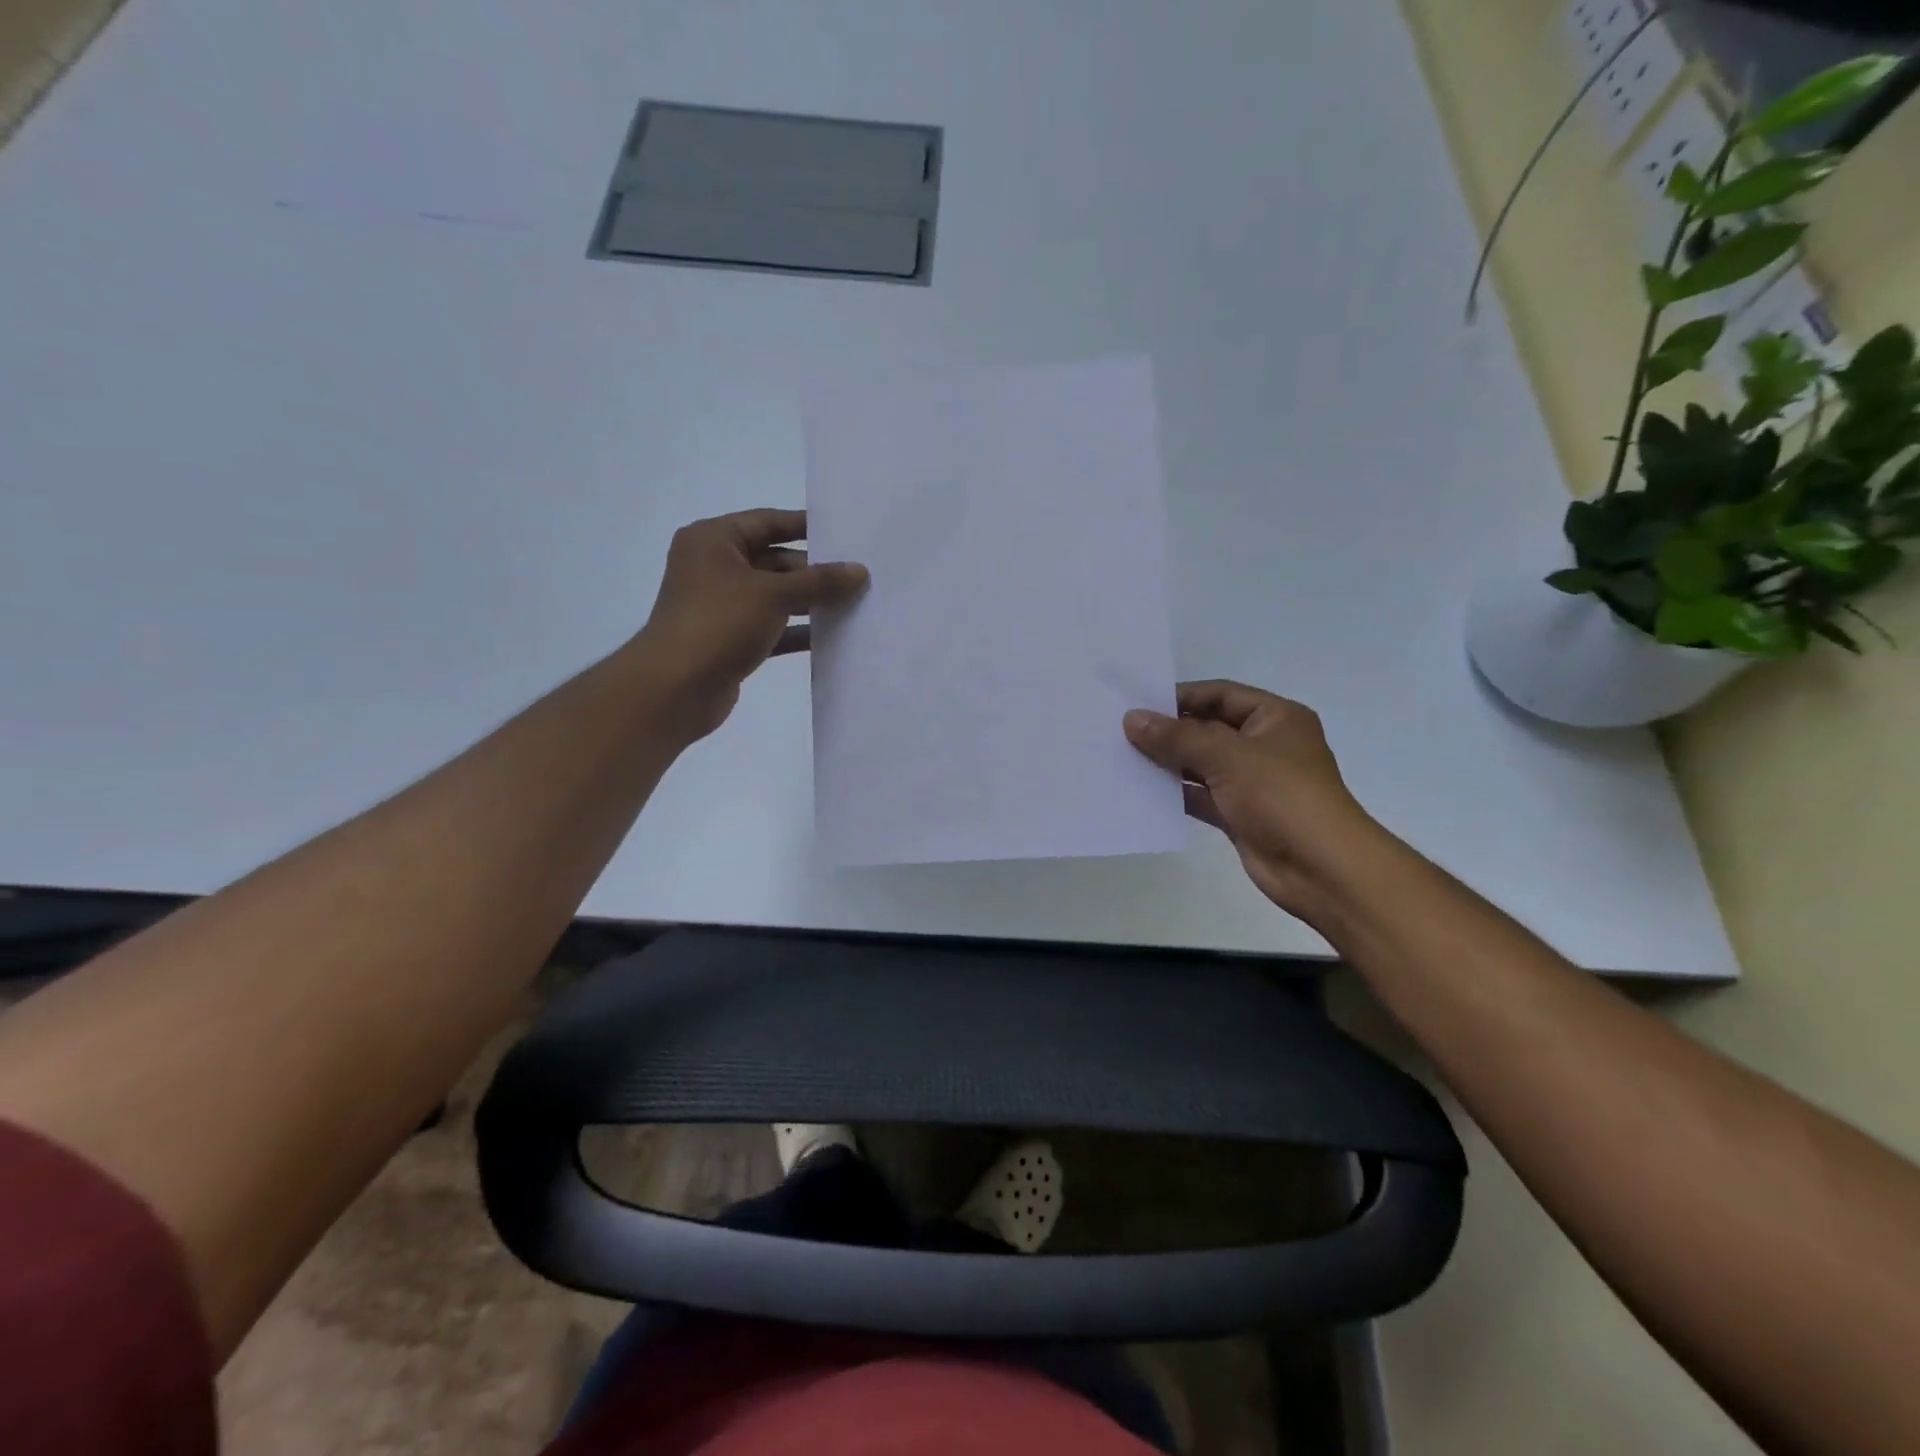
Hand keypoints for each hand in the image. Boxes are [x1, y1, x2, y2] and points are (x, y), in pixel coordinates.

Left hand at [634, 508, 867, 737]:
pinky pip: (772, 626)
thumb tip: (859, 570)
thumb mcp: (773, 594)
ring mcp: (722, 605)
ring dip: (810, 601)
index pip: (767, 522)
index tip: (845, 532)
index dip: (806, 526)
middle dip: (814, 571)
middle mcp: (714, 567)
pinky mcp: (731, 639)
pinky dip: (797, 630)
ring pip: (775, 596)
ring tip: (854, 604)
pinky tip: (831, 636)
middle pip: (774, 560)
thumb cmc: (719, 623)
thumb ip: (819, 581)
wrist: (675, 688)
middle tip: (859, 576)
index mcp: (713, 540)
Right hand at [1124, 681, 1380, 925]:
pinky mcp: (1240, 815)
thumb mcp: (1227, 756)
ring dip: (1168, 763)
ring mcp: (1252, 782)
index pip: (1220, 694)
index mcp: (1275, 718)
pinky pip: (1201, 797)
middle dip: (1169, 731)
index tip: (1137, 703)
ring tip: (1122, 757)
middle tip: (1120, 731)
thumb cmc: (1281, 796)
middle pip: (1208, 729)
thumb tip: (1132, 719)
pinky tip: (1141, 790)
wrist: (1321, 868)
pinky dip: (1175, 794)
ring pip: (1201, 764)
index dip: (1180, 696)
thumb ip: (1177, 737)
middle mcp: (1265, 745)